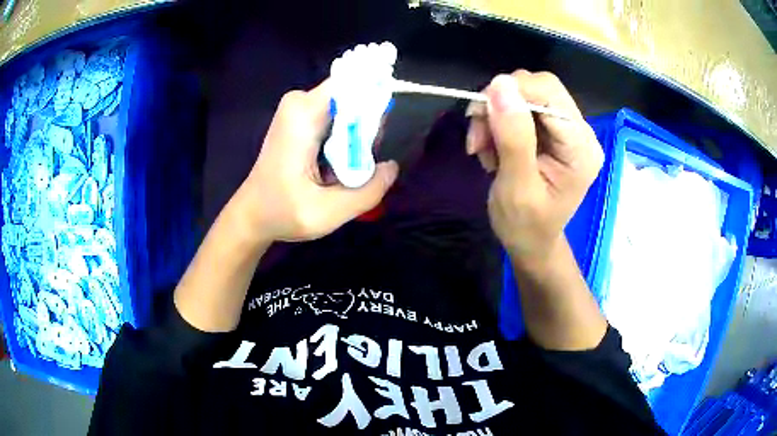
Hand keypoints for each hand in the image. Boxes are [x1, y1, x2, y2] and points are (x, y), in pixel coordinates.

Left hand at [235, 80, 398, 242]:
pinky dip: (347, 137)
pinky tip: (337, 163)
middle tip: (360, 164)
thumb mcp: (328, 213)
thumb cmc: (283, 212)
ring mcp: (299, 107)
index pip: (353, 81)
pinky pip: (338, 114)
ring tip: (344, 169)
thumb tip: (392, 166)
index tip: (383, 129)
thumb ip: (368, 190)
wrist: (252, 214)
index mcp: (304, 114)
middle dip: (367, 126)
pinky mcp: (301, 116)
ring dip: (358, 135)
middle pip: (354, 95)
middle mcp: (301, 101)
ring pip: (349, 106)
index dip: (376, 95)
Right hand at [467, 71, 603, 263]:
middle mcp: (581, 132)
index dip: (511, 92)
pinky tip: (492, 147)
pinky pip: (521, 108)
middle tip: (478, 135)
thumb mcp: (516, 187)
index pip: (549, 92)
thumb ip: (513, 136)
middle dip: (501, 104)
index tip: (478, 114)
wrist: (531, 243)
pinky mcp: (553, 132)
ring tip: (482, 147)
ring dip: (495, 114)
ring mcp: (567, 130)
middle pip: (539, 87)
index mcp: (581, 148)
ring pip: (525, 94)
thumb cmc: (525, 226)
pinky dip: (498, 121)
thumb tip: (500, 83)